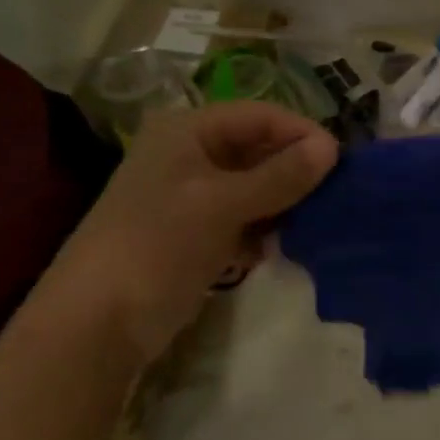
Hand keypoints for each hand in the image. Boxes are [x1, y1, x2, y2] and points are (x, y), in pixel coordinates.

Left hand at [35, 103, 337, 367]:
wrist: (97, 324)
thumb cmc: (157, 245)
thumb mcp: (222, 204)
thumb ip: (280, 175)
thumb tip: (333, 148)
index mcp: (188, 131)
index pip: (261, 116)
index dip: (302, 133)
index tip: (342, 162)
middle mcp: (192, 154)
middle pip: (261, 147)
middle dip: (298, 167)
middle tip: (337, 192)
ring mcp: (195, 194)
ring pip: (259, 183)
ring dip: (288, 198)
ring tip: (318, 217)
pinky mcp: (200, 230)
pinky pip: (250, 214)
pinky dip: (271, 223)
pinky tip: (286, 241)